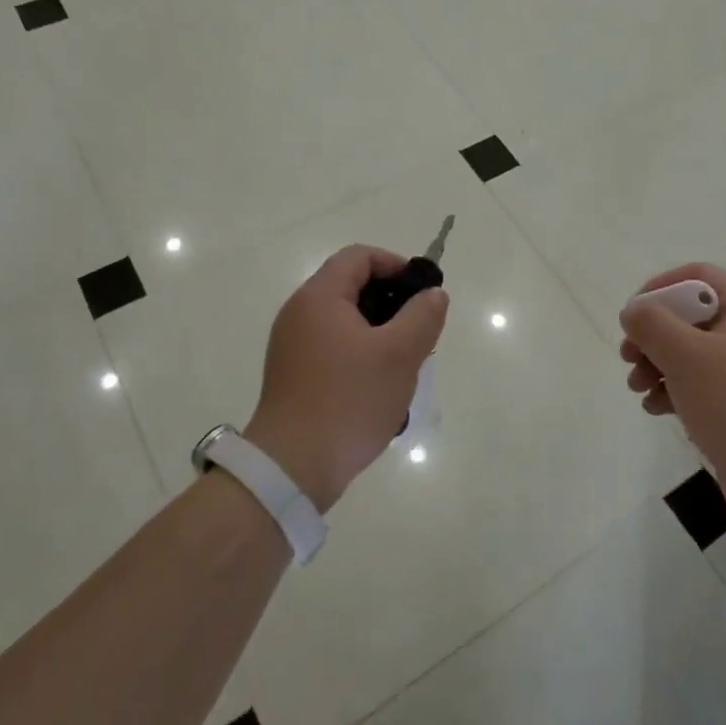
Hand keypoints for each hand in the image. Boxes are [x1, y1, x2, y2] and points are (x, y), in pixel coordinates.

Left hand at [245, 245, 448, 511]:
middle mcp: (299, 313)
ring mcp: (292, 346)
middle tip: (419, 332)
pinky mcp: (293, 375)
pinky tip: (379, 387)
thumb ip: (423, 316)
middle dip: (391, 303)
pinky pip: (333, 348)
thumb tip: (433, 295)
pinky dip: (360, 355)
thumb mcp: (399, 354)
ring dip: (379, 333)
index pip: (359, 257)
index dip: (395, 265)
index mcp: (319, 297)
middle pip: (351, 287)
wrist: (292, 467)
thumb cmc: (349, 400)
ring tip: (404, 363)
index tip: (422, 293)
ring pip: (345, 321)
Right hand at [619, 263, 725, 518]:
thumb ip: (652, 324)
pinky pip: (698, 385)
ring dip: (656, 364)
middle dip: (652, 334)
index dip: (660, 287)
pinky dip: (672, 390)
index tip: (633, 315)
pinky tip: (654, 409)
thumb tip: (633, 311)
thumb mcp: (687, 356)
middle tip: (628, 357)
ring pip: (689, 353)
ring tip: (637, 388)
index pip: (698, 276)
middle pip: (689, 316)